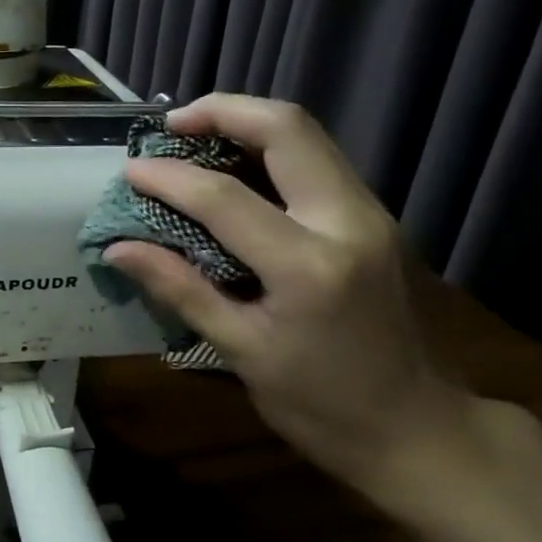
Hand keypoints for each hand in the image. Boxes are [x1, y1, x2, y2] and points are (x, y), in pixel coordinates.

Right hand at [102, 94, 471, 497]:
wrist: (422, 431)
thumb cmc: (323, 407)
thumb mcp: (243, 353)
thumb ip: (180, 289)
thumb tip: (119, 250)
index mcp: (309, 267)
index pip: (224, 198)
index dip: (168, 178)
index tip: (129, 169)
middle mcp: (349, 222)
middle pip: (287, 129)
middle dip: (222, 111)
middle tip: (171, 125)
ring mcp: (372, 214)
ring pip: (309, 136)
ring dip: (249, 123)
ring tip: (196, 138)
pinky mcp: (378, 218)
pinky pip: (319, 161)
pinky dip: (273, 150)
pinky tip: (239, 169)